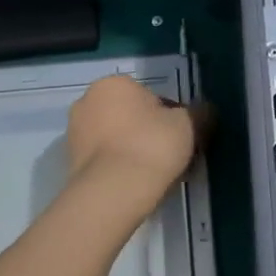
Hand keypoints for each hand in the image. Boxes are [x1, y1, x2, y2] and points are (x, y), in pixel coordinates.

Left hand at [65, 74, 202, 208]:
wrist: (113, 191)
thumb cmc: (151, 146)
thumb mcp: (189, 125)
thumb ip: (200, 113)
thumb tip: (205, 111)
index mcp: (114, 84)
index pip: (151, 97)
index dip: (170, 118)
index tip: (180, 139)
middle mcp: (87, 101)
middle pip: (129, 116)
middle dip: (147, 132)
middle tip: (168, 157)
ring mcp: (74, 133)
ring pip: (115, 139)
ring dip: (131, 150)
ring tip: (153, 175)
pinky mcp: (70, 162)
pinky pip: (103, 160)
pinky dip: (117, 167)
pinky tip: (134, 185)